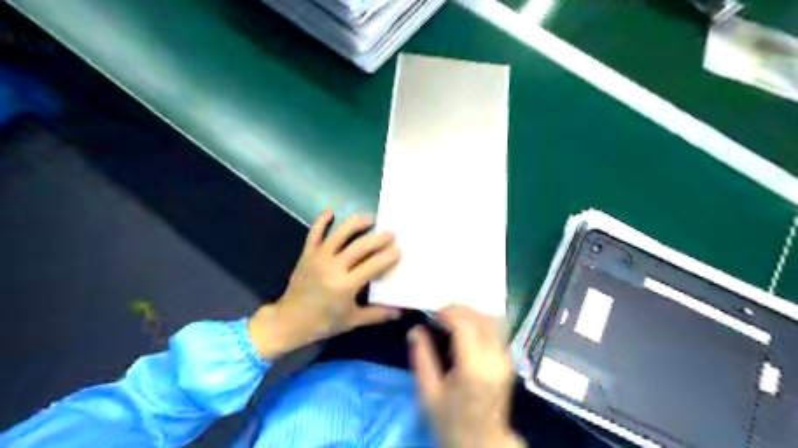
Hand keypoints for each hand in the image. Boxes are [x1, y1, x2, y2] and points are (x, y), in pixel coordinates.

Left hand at [249, 209, 402, 360]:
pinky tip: (331, 212)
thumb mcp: (353, 320)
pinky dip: (322, 221)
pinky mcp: (307, 254)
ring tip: (370, 218)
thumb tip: (401, 312)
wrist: (289, 321)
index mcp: (345, 285)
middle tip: (391, 233)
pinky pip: (314, 233)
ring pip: (339, 234)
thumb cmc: (323, 322)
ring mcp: (318, 257)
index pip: (372, 266)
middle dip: (378, 238)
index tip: (399, 250)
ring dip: (356, 223)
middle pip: (359, 246)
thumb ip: (378, 314)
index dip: (387, 257)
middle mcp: (332, 267)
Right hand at [411, 304, 524, 446]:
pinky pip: (496, 330)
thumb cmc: (451, 420)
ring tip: (452, 318)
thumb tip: (415, 330)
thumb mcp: (428, 393)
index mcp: (473, 368)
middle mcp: (494, 359)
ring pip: (492, 321)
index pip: (466, 326)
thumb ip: (421, 357)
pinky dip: (480, 322)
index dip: (450, 312)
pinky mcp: (508, 360)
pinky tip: (466, 328)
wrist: (482, 441)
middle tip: (441, 312)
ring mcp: (505, 359)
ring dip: (472, 313)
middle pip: (482, 318)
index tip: (434, 312)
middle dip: (460, 309)